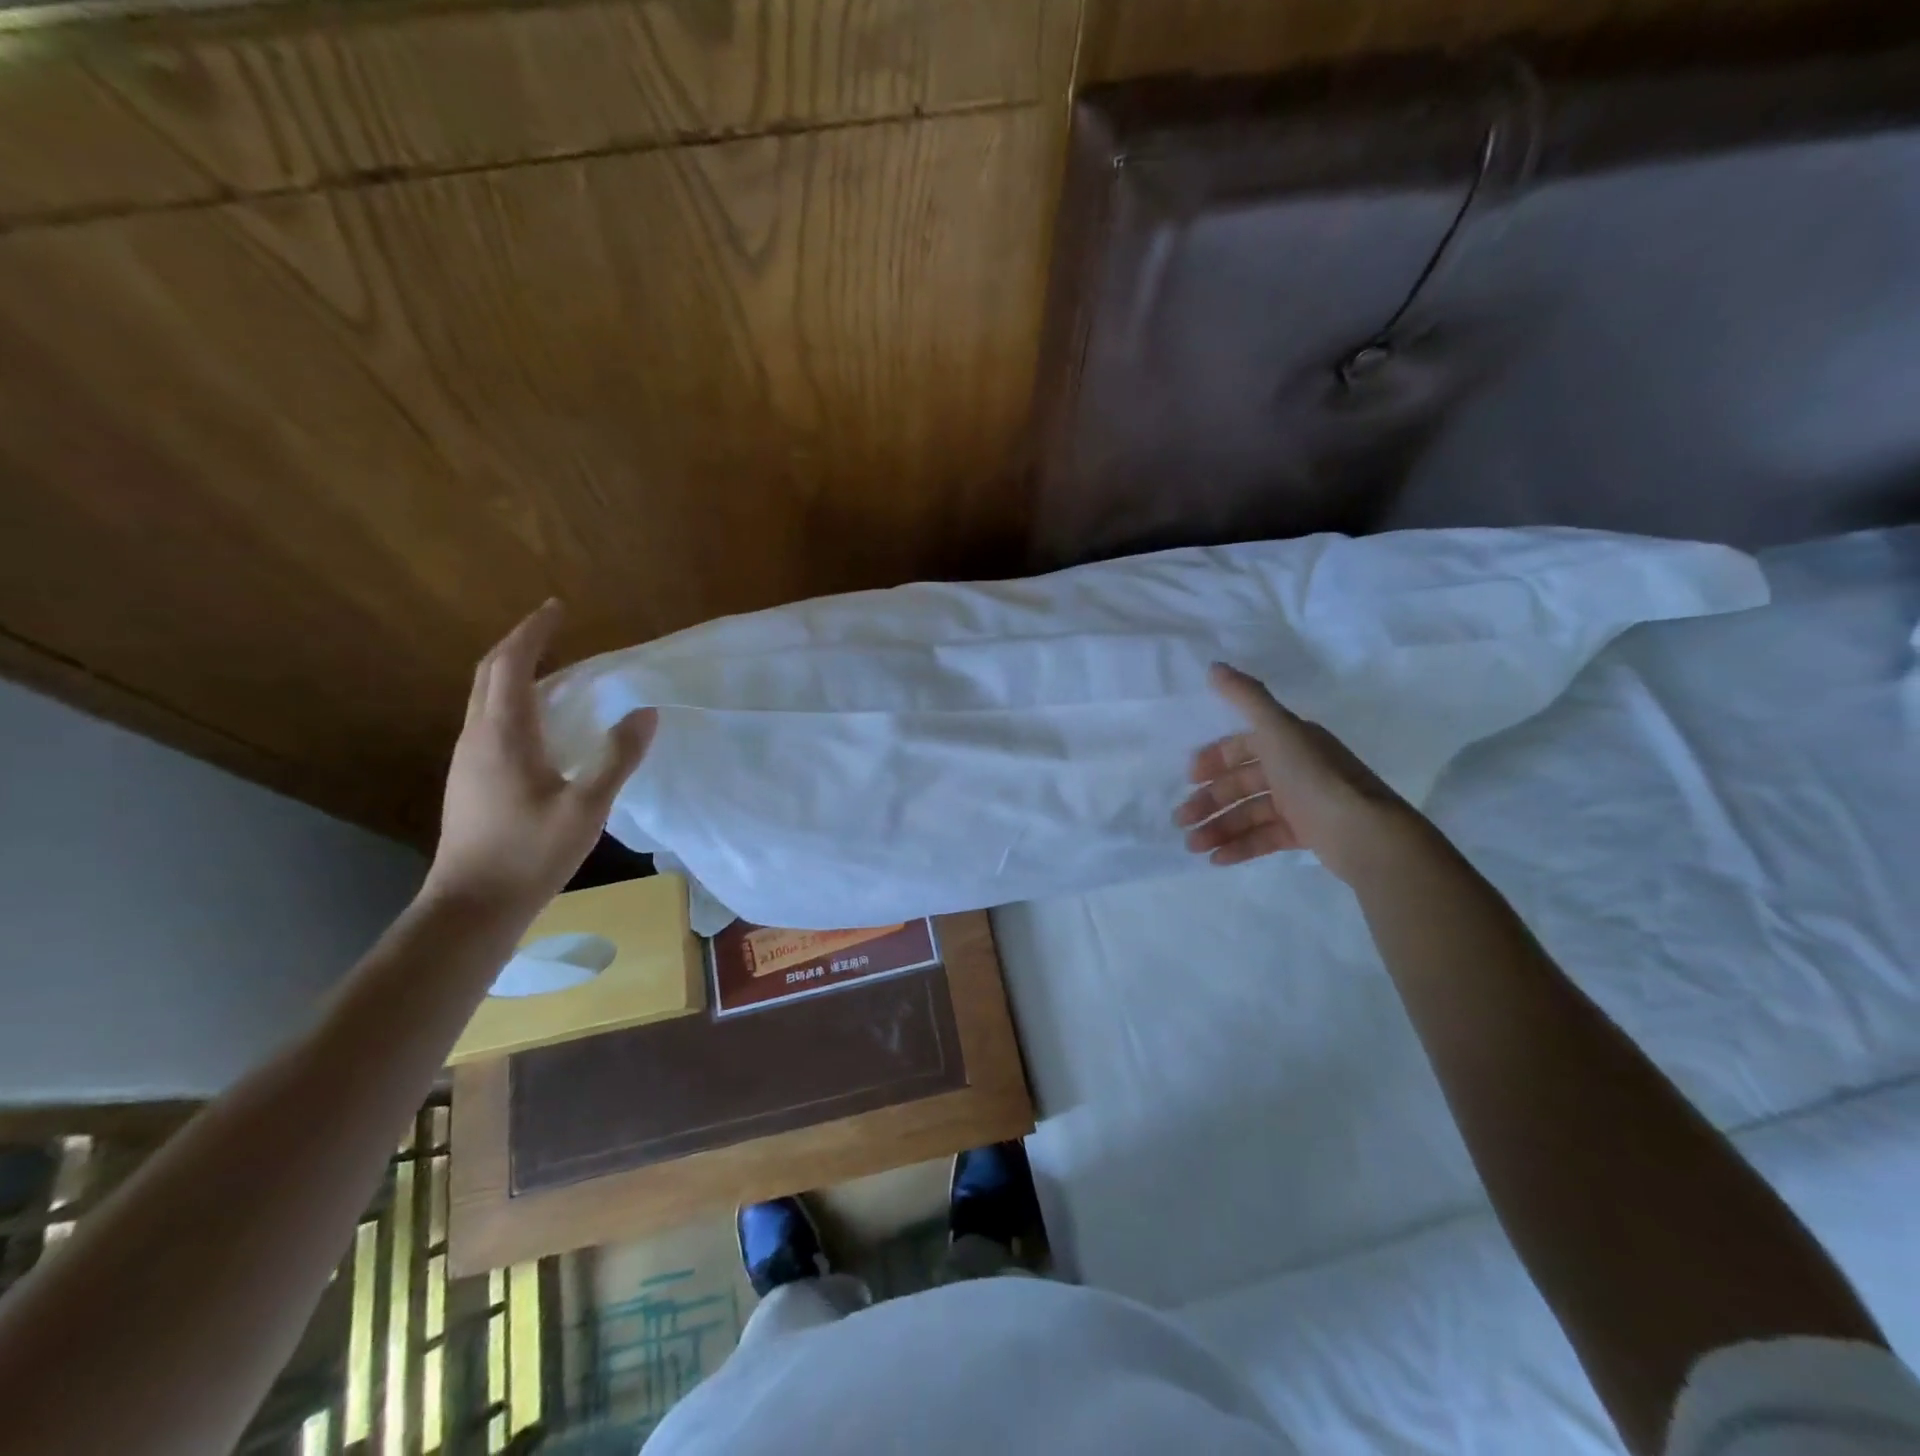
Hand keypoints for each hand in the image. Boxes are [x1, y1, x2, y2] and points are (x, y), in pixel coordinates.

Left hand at [425, 601, 655, 909]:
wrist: (472, 906)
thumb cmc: (530, 854)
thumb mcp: (586, 807)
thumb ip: (617, 757)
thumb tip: (646, 712)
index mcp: (502, 735)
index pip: (511, 664)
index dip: (533, 632)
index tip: (558, 608)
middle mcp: (477, 737)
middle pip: (490, 674)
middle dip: (520, 644)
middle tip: (554, 629)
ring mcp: (467, 760)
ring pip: (486, 698)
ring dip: (515, 672)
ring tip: (555, 668)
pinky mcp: (470, 779)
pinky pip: (489, 720)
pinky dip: (514, 701)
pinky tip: (542, 723)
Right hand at [1175, 662, 1413, 882]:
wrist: (1364, 832)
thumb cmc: (1314, 777)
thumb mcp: (1278, 730)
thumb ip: (1246, 697)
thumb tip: (1214, 666)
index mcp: (1289, 741)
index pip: (1243, 745)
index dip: (1214, 759)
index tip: (1189, 778)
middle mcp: (1296, 768)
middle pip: (1242, 783)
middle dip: (1209, 801)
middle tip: (1181, 820)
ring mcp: (1303, 803)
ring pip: (1250, 813)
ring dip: (1218, 827)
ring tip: (1193, 846)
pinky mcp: (1308, 834)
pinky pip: (1266, 838)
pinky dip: (1240, 846)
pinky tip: (1216, 859)